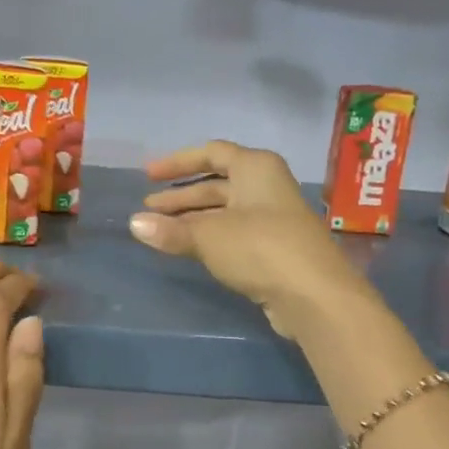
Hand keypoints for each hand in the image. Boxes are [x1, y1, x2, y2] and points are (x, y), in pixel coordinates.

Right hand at [128, 140, 361, 336]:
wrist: (314, 295)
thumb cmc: (260, 248)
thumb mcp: (208, 236)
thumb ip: (170, 230)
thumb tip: (134, 224)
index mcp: (255, 168)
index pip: (211, 153)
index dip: (177, 162)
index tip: (148, 176)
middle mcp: (266, 186)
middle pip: (216, 184)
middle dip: (180, 196)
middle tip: (148, 210)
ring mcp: (273, 218)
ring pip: (224, 211)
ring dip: (192, 219)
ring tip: (159, 231)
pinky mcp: (274, 248)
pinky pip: (233, 233)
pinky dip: (209, 236)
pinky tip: (187, 249)